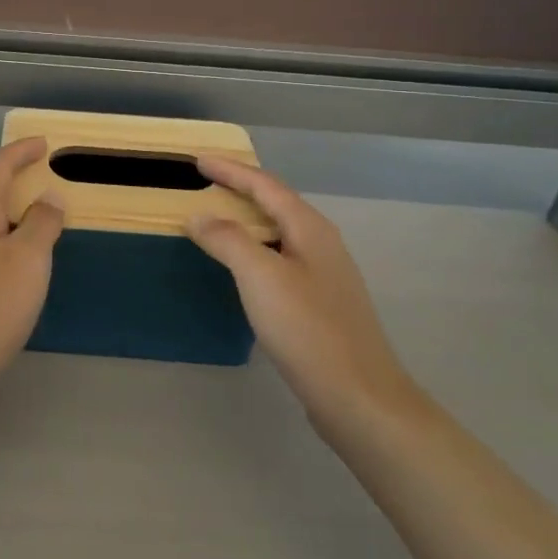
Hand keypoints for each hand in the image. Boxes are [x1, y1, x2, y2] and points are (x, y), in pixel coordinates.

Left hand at [0, 138, 64, 391]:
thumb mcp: (27, 262)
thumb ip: (42, 224)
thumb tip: (48, 197)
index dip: (21, 151)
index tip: (44, 143)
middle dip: (18, 181)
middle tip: (49, 182)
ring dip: (13, 213)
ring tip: (41, 222)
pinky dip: (6, 241)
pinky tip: (19, 263)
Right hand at [187, 159, 421, 430]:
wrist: (360, 398)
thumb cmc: (308, 330)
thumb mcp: (260, 277)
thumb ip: (227, 240)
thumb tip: (199, 217)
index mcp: (310, 228)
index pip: (264, 185)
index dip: (230, 170)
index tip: (197, 160)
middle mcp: (321, 243)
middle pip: (275, 203)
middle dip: (240, 188)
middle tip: (204, 183)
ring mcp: (324, 274)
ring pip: (278, 232)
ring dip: (246, 219)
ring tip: (216, 218)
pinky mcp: (320, 303)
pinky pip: (280, 258)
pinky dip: (254, 249)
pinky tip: (241, 267)